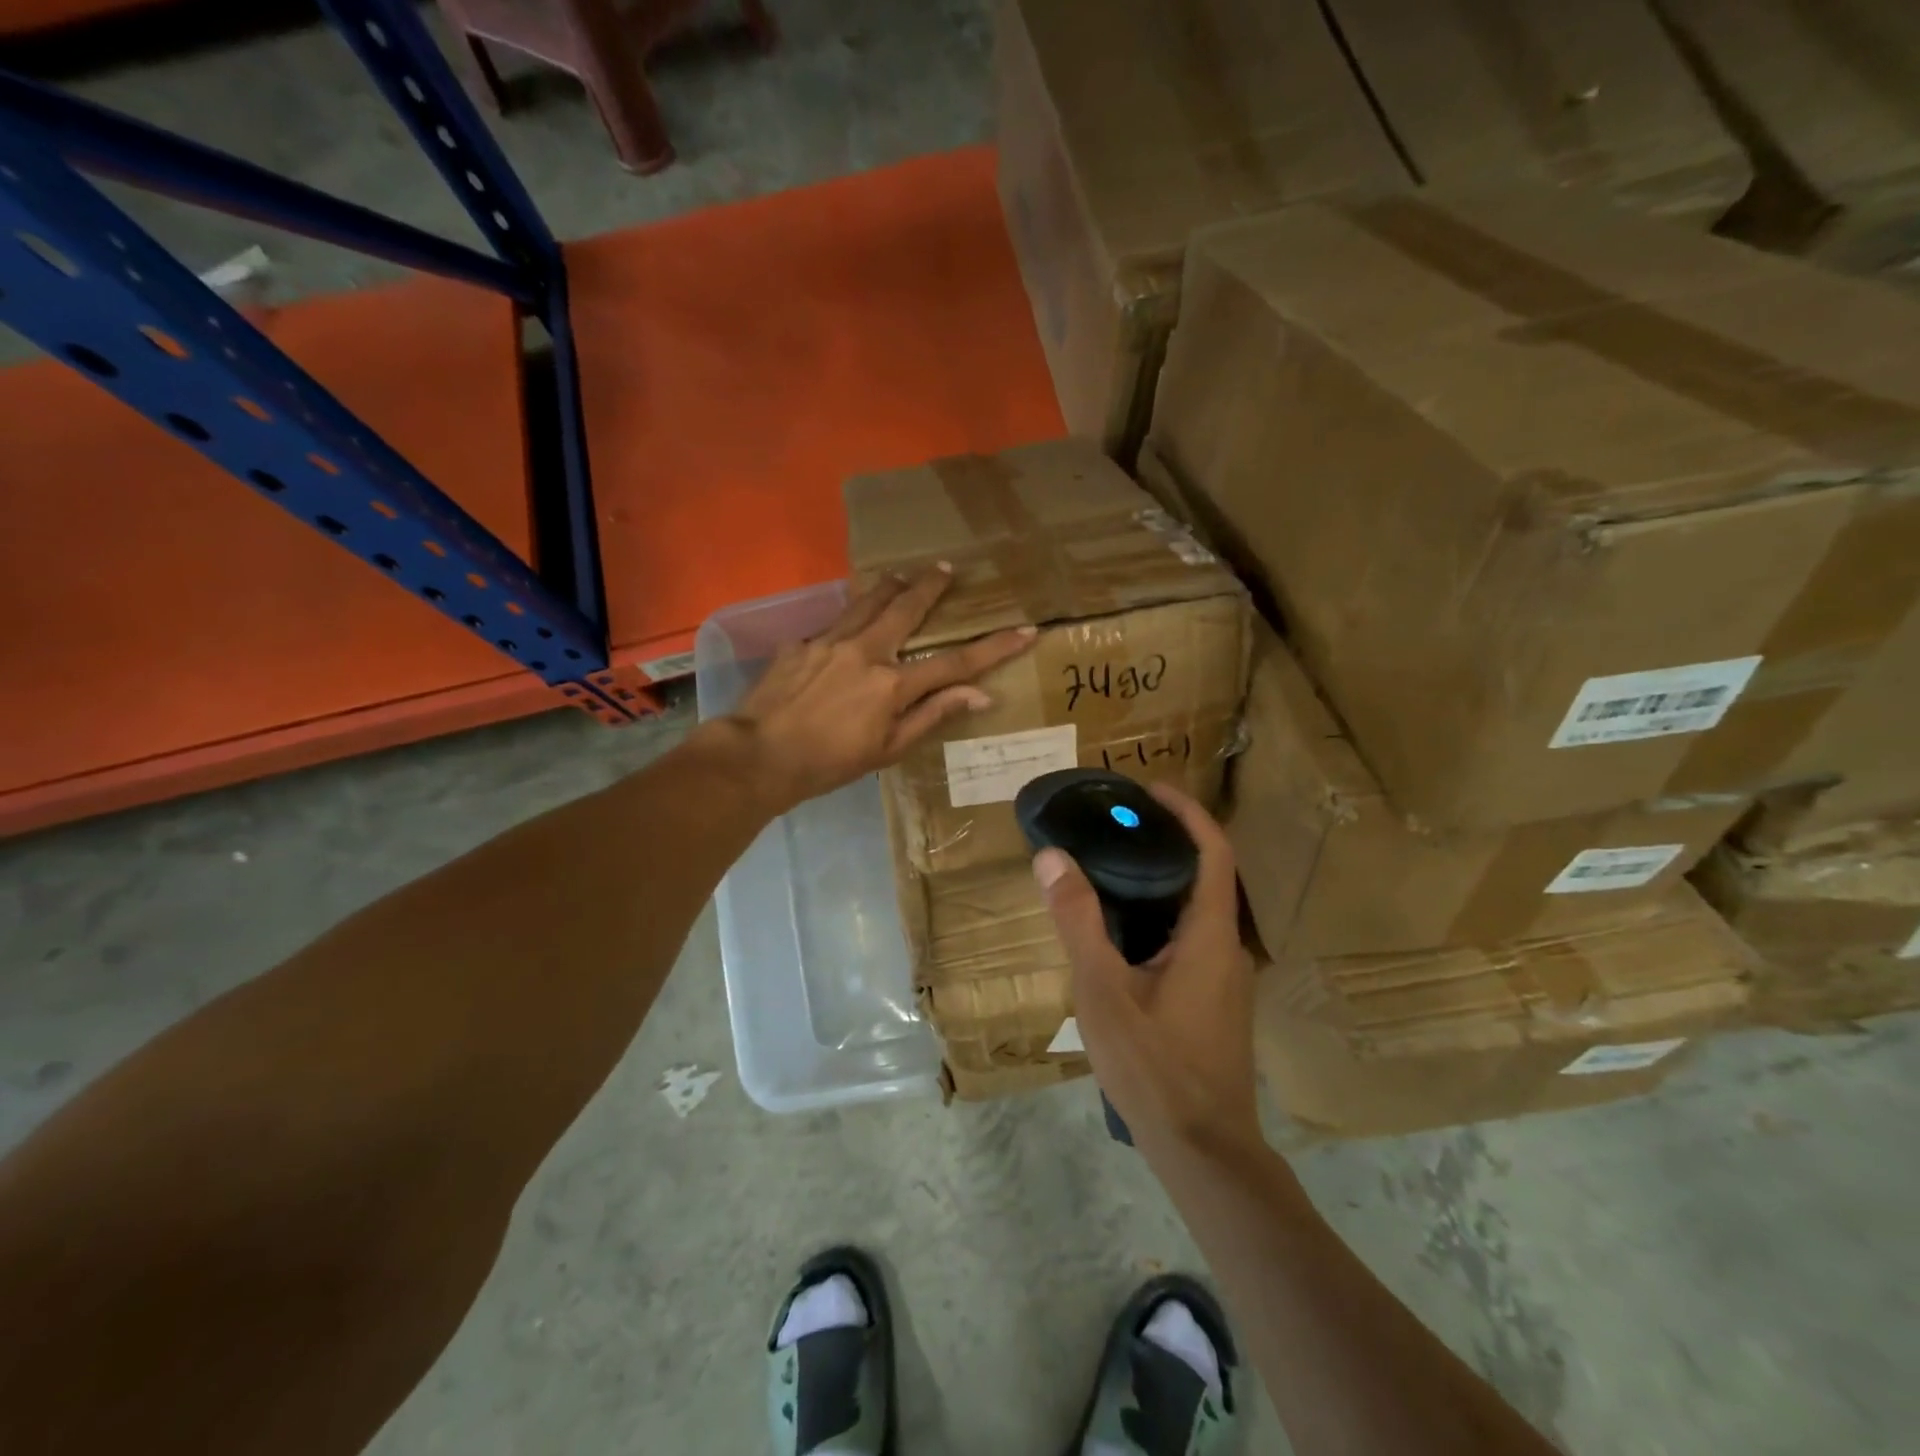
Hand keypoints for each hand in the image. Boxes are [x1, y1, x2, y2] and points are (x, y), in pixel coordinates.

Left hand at [725, 564, 1034, 812]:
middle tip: (946, 568)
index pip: (956, 662)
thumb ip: (933, 715)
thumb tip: (979, 695)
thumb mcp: (889, 749)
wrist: (759, 755)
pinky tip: (848, 626)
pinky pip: (835, 623)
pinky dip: (851, 619)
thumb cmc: (830, 763)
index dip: (994, 647)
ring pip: (868, 601)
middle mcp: (866, 651)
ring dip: (890, 586)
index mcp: (893, 684)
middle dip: (932, 586)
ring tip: (902, 576)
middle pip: (908, 608)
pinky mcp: (802, 642)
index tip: (1025, 631)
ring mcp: (830, 641)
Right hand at [1034, 785, 1260, 1164]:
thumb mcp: (1103, 991)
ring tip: (1109, 867)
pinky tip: (1120, 932)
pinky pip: (1189, 939)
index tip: (1149, 790)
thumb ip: (1078, 921)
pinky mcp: (1213, 1002)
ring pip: (1195, 911)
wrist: (1203, 1152)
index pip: (1213, 852)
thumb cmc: (1155, 1067)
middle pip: (1205, 876)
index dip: (1187, 812)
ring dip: (1160, 881)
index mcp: (1211, 935)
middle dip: (1165, 842)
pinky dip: (1159, 916)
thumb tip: (1052, 856)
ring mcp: (1224, 979)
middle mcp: (1228, 949)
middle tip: (1113, 825)